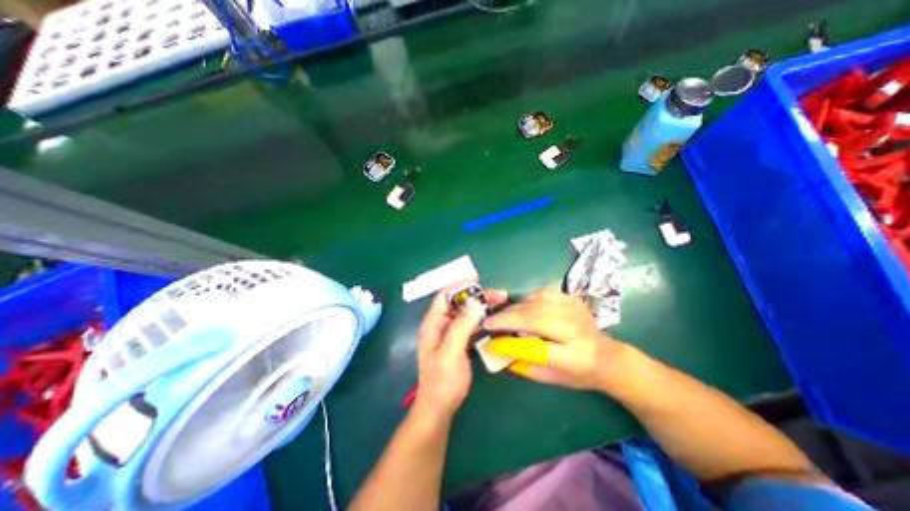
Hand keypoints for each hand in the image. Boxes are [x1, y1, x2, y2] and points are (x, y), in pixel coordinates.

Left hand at [416, 282, 508, 421]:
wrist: (440, 408)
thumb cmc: (442, 381)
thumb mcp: (451, 351)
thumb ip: (461, 326)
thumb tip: (475, 302)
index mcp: (433, 324)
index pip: (444, 296)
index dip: (459, 284)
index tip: (476, 277)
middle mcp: (440, 324)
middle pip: (458, 303)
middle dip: (476, 296)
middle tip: (499, 294)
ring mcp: (449, 333)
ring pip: (465, 313)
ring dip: (481, 306)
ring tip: (500, 302)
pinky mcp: (458, 341)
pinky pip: (470, 324)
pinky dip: (481, 318)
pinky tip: (493, 318)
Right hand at [484, 287, 625, 390]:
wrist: (607, 356)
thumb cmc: (578, 372)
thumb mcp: (551, 378)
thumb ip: (524, 364)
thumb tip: (497, 348)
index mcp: (574, 357)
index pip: (537, 347)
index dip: (510, 341)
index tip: (489, 337)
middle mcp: (576, 329)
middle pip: (534, 318)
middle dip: (507, 318)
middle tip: (489, 321)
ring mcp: (574, 309)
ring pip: (536, 302)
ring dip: (515, 307)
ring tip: (503, 315)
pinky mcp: (571, 298)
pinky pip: (542, 293)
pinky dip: (527, 298)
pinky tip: (522, 307)